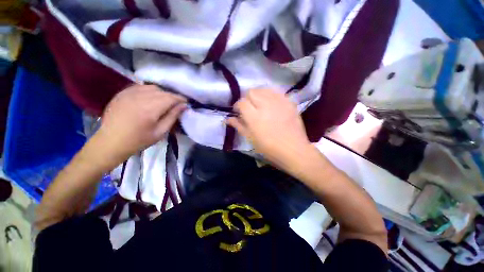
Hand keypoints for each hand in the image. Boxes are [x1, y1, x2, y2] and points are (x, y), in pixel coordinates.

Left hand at [95, 84, 186, 164]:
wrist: (110, 142)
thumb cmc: (138, 140)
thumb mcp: (160, 132)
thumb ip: (173, 117)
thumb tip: (183, 106)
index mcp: (150, 109)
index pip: (170, 98)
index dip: (180, 99)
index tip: (186, 103)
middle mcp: (139, 97)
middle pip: (162, 91)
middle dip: (172, 97)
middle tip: (176, 105)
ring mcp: (129, 93)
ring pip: (152, 87)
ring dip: (161, 93)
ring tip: (163, 102)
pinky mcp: (122, 93)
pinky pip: (140, 87)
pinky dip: (149, 91)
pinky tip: (150, 99)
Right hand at [227, 89, 310, 168]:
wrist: (294, 150)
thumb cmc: (269, 148)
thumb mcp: (251, 139)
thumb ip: (239, 126)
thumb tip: (228, 119)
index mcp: (254, 117)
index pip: (241, 102)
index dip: (237, 105)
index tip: (238, 111)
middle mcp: (266, 106)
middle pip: (251, 92)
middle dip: (247, 98)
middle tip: (249, 108)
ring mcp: (279, 102)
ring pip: (263, 89)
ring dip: (258, 95)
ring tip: (259, 104)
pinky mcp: (289, 102)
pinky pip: (276, 92)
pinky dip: (269, 95)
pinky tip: (270, 103)